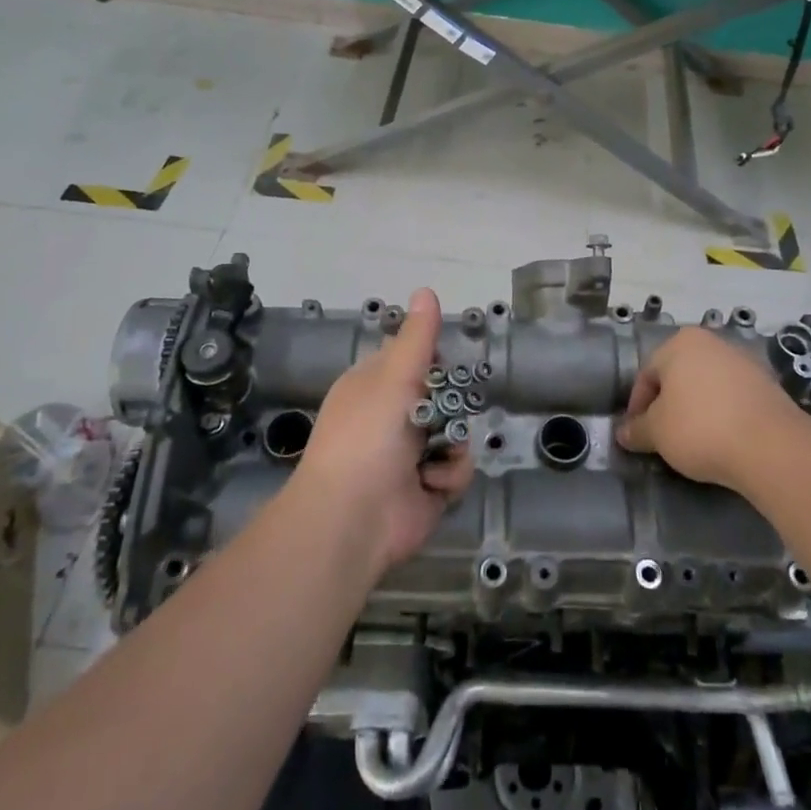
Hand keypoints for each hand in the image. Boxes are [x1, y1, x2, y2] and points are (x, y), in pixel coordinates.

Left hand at [294, 289, 474, 573]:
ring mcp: (411, 454)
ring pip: (455, 431)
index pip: (411, 358)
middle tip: (441, 411)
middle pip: (442, 395)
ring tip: (433, 455)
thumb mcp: (394, 378)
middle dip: (448, 405)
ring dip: (451, 443)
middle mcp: (392, 417)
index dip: (431, 360)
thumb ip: (417, 338)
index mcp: (374, 386)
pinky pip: (457, 468)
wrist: (353, 519)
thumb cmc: (367, 437)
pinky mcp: (428, 487)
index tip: (442, 364)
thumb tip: (426, 289)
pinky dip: (448, 475)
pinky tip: (431, 483)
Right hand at [615, 327, 801, 489]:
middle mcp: (712, 342)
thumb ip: (636, 430)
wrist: (770, 445)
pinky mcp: (768, 384)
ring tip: (693, 442)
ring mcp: (743, 361)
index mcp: (680, 343)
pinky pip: (733, 398)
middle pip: (678, 376)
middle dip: (667, 406)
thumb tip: (623, 433)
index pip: (646, 374)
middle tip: (663, 437)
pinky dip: (722, 414)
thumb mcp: (657, 433)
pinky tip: (722, 439)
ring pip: (706, 386)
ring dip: (696, 409)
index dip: (637, 407)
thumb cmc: (700, 428)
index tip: (638, 435)